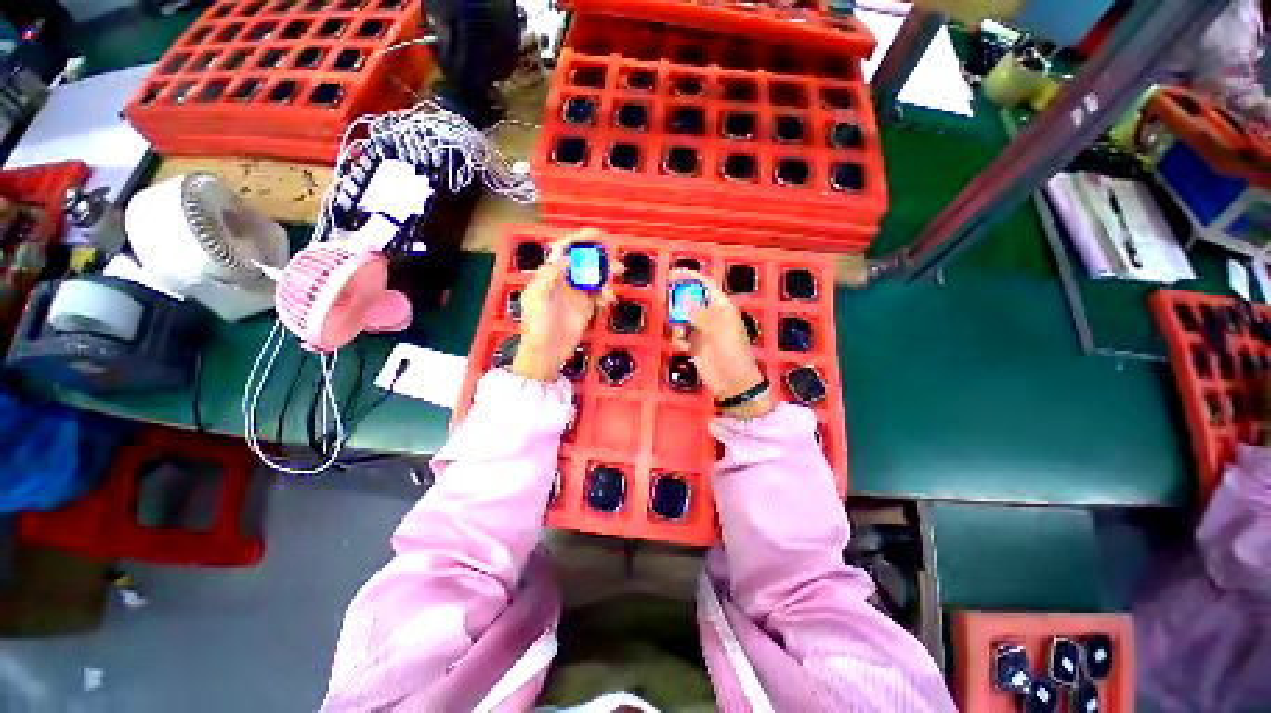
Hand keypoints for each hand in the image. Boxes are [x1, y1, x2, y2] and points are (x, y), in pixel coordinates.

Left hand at [511, 229, 617, 381]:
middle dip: (601, 260)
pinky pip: (600, 295)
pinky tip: (608, 301)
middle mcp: (564, 280)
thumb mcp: (537, 297)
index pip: (565, 249)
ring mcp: (577, 294)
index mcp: (550, 274)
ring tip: (612, 289)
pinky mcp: (586, 308)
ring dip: (607, 278)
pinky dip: (606, 295)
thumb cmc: (538, 325)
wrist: (546, 352)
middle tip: (617, 266)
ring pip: (596, 278)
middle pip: (585, 262)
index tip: (599, 236)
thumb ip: (550, 275)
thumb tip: (569, 259)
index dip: (580, 239)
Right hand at [669, 269, 774, 418]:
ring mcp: (702, 331)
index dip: (689, 276)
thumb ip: (698, 312)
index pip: (704, 283)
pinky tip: (683, 347)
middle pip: (689, 300)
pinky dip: (678, 339)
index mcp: (721, 306)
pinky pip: (680, 336)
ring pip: (681, 318)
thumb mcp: (717, 328)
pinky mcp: (694, 345)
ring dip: (676, 324)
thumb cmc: (731, 352)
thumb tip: (682, 297)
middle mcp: (710, 315)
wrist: (733, 382)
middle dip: (678, 303)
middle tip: (668, 308)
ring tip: (679, 333)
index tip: (670, 274)